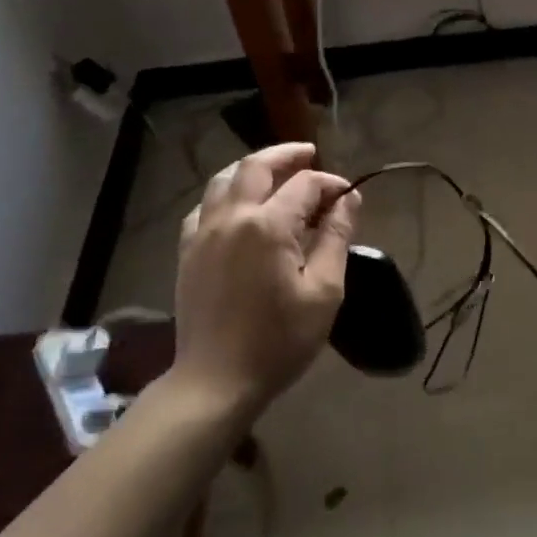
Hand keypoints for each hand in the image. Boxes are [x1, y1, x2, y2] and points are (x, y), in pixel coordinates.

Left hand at [173, 143, 361, 413]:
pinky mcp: (187, 251)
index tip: (349, 198)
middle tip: (309, 155)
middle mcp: (231, 217)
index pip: (304, 185)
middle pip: (257, 166)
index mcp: (267, 225)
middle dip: (287, 155)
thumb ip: (336, 237)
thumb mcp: (323, 291)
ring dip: (253, 169)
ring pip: (225, 179)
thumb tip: (349, 199)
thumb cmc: (279, 340)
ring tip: (276, 173)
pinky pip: (204, 206)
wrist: (216, 381)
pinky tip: (239, 208)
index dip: (330, 184)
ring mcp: (203, 232)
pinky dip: (226, 195)